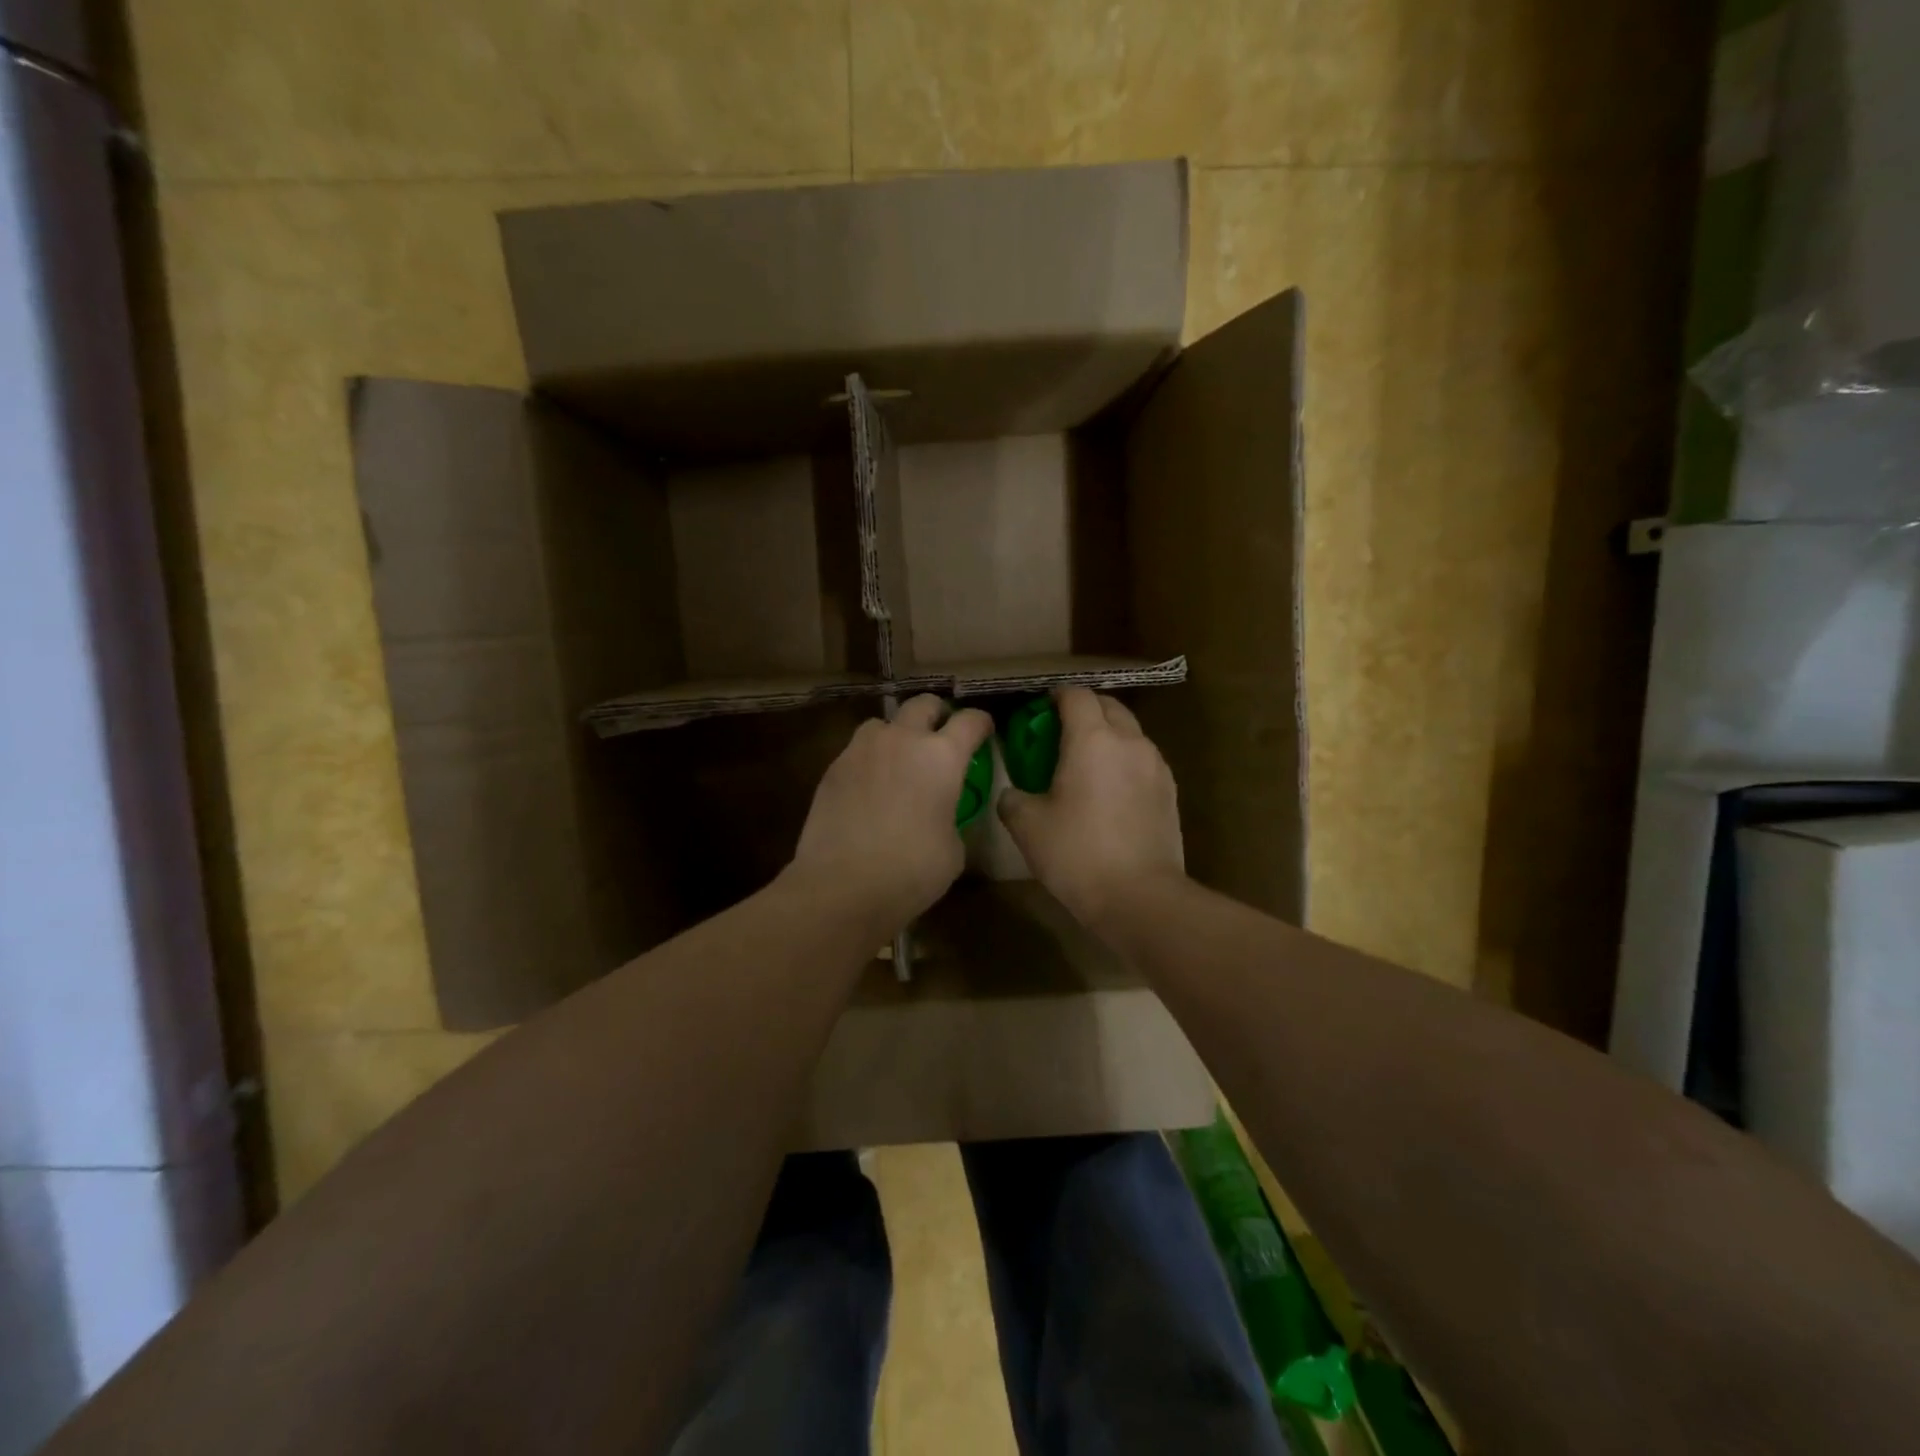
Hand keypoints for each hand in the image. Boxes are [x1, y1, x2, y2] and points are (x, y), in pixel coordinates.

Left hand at [788, 695, 992, 932]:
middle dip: (938, 714)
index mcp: (942, 757)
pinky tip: (870, 788)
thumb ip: (950, 816)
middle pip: (924, 705)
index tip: (985, 731)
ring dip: (897, 734)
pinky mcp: (833, 768)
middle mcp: (902, 740)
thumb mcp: (953, 849)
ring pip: (884, 723)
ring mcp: (862, 750)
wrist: (842, 886)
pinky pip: (858, 751)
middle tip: (942, 735)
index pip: (970, 721)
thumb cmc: (911, 871)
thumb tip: (939, 814)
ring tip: (899, 760)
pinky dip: (870, 760)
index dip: (982, 723)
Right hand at [997, 688, 1185, 929]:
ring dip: (1107, 735)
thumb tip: (1013, 793)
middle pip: (1108, 706)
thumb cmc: (1077, 854)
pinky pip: (1143, 760)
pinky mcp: (1170, 791)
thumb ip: (1013, 798)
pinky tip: (1109, 790)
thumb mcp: (1027, 826)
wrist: (1140, 897)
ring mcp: (1156, 766)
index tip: (1040, 708)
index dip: (1056, 695)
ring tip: (1085, 762)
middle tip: (1060, 731)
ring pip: (1130, 733)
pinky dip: (1124, 761)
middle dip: (1084, 710)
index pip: (1076, 695)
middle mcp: (1130, 741)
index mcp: (1093, 739)